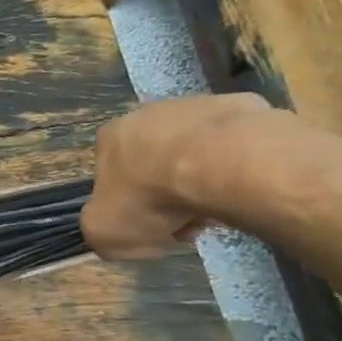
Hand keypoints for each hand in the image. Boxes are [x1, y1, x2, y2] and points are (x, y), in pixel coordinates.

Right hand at [80, 93, 283, 257]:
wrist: (221, 164)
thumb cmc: (151, 197)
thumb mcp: (104, 233)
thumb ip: (100, 234)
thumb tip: (116, 234)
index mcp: (110, 138)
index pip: (112, 176)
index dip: (129, 206)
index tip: (151, 228)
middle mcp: (146, 114)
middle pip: (154, 166)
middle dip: (168, 197)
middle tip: (187, 224)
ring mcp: (194, 106)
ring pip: (194, 156)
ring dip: (202, 184)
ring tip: (219, 210)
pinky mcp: (238, 106)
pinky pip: (233, 146)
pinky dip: (235, 168)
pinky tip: (241, 188)